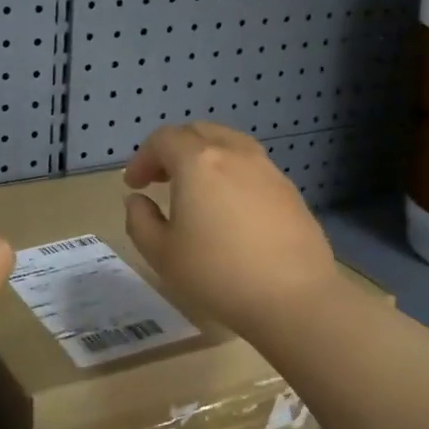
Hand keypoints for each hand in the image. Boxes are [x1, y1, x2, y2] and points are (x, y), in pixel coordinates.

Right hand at [123, 122, 336, 335]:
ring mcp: (266, 169)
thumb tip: (138, 201)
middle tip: (160, 179)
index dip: (142, 157)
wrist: (294, 297)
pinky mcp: (288, 189)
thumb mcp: (161, 254)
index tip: (134, 185)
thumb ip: (139, 220)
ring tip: (196, 189)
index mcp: (198, 162)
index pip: (163, 139)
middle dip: (172, 150)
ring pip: (229, 143)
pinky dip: (231, 173)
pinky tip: (230, 208)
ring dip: (205, 157)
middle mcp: (234, 153)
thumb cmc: (217, 273)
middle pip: (198, 132)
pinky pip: (251, 166)